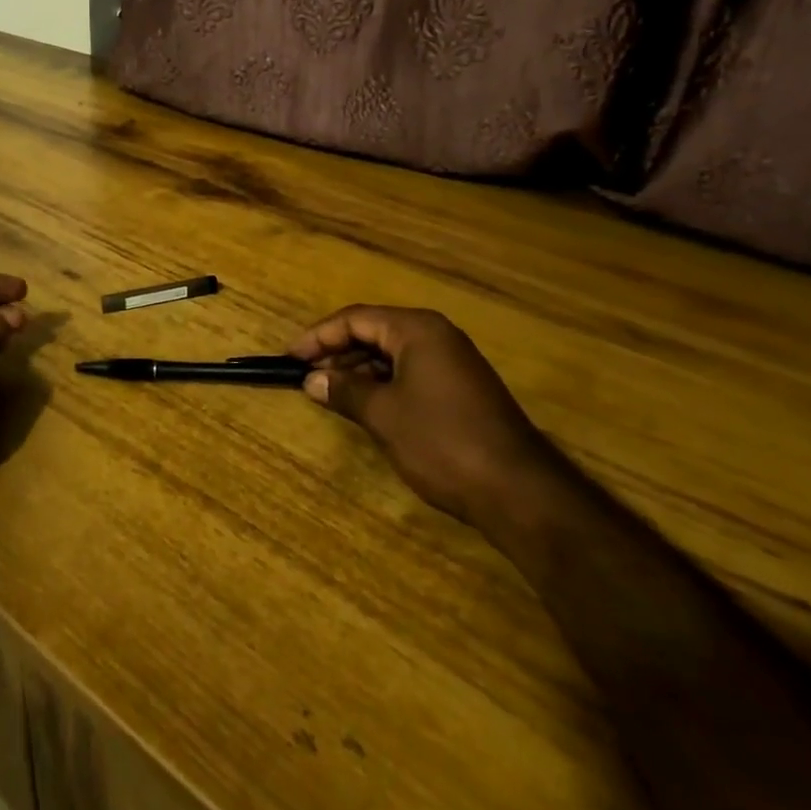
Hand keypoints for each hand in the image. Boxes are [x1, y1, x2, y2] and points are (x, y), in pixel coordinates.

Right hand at [287, 305, 555, 532]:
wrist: (519, 491)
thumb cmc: (442, 441)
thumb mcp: (383, 415)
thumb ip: (344, 391)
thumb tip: (311, 380)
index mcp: (417, 329)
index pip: (356, 318)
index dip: (318, 336)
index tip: (290, 357)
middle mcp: (436, 336)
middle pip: (374, 332)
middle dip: (337, 352)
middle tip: (306, 377)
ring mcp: (452, 363)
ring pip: (392, 354)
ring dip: (358, 370)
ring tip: (328, 393)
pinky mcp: (461, 389)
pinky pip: (410, 373)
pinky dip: (383, 384)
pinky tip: (365, 406)